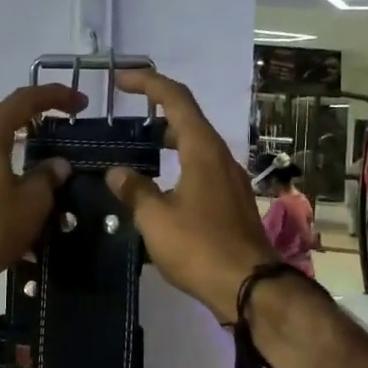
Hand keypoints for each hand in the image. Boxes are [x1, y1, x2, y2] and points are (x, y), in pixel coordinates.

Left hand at [0, 83, 86, 306]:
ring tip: (41, 149)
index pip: (25, 100)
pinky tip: (18, 180)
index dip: (56, 96)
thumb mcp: (32, 202)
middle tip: (59, 122)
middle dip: (31, 112)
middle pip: (1, 112)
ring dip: (14, 136)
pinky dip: (2, 159)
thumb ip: (48, 176)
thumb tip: (58, 164)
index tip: (82, 103)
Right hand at [102, 69, 278, 324]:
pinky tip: (159, 187)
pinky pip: (201, 169)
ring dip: (168, 140)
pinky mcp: (231, 202)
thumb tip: (116, 172)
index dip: (148, 83)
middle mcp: (220, 157)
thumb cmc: (200, 247)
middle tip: (125, 119)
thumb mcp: (155, 219)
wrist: (250, 287)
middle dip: (157, 111)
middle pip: (188, 119)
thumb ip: (133, 190)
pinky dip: (178, 164)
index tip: (121, 80)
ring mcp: (229, 180)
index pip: (175, 99)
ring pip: (196, 146)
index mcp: (202, 150)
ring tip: (137, 151)